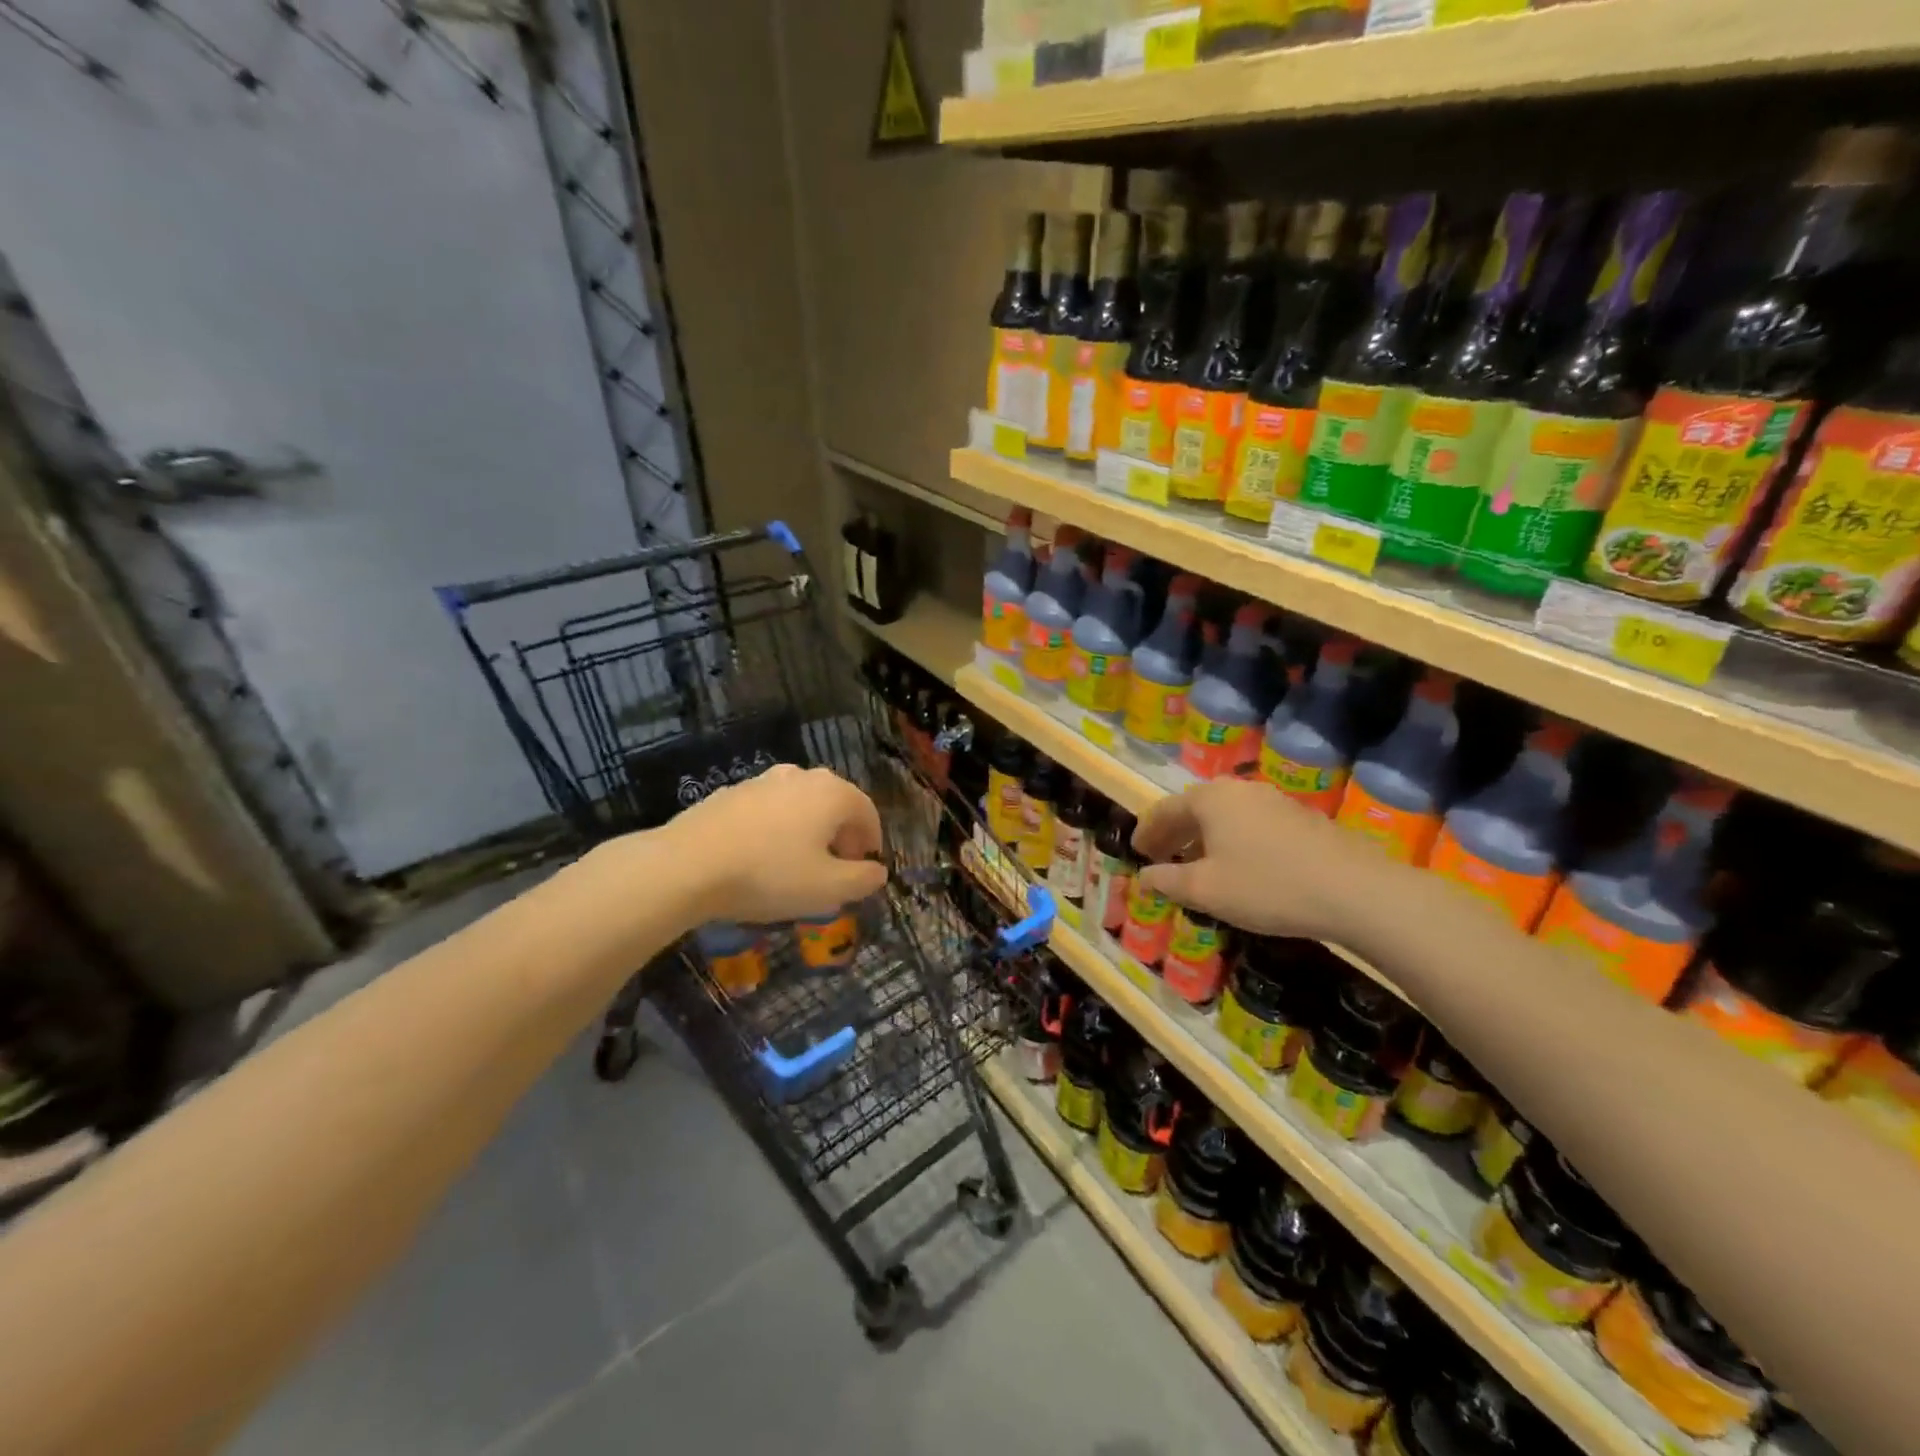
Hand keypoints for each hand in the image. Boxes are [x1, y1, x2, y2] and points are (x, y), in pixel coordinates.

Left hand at [654, 765, 888, 925]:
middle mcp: (801, 776)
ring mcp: (763, 780)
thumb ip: (863, 880)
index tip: (864, 869)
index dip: (872, 841)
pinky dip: (776, 829)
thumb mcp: (828, 890)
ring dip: (808, 830)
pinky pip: (768, 810)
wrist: (687, 865)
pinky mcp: (730, 792)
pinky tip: (760, 857)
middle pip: (834, 804)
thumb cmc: (769, 875)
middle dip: (841, 835)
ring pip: (800, 804)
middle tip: (834, 869)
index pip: (867, 811)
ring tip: (797, 864)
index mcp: (832, 793)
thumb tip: (878, 872)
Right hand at [1131, 779, 1384, 942]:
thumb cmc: (1266, 886)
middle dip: (1175, 833)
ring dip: (1204, 838)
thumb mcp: (1206, 890)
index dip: (1147, 831)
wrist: (1354, 891)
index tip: (1135, 851)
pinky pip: (1251, 824)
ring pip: (1226, 816)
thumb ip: (1169, 880)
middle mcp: (1239, 790)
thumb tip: (1145, 876)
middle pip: (1196, 808)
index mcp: (1210, 799)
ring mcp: (1274, 801)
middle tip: (1159, 856)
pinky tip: (1239, 867)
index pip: (1165, 809)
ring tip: (1196, 864)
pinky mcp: (1301, 818)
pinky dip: (1233, 841)